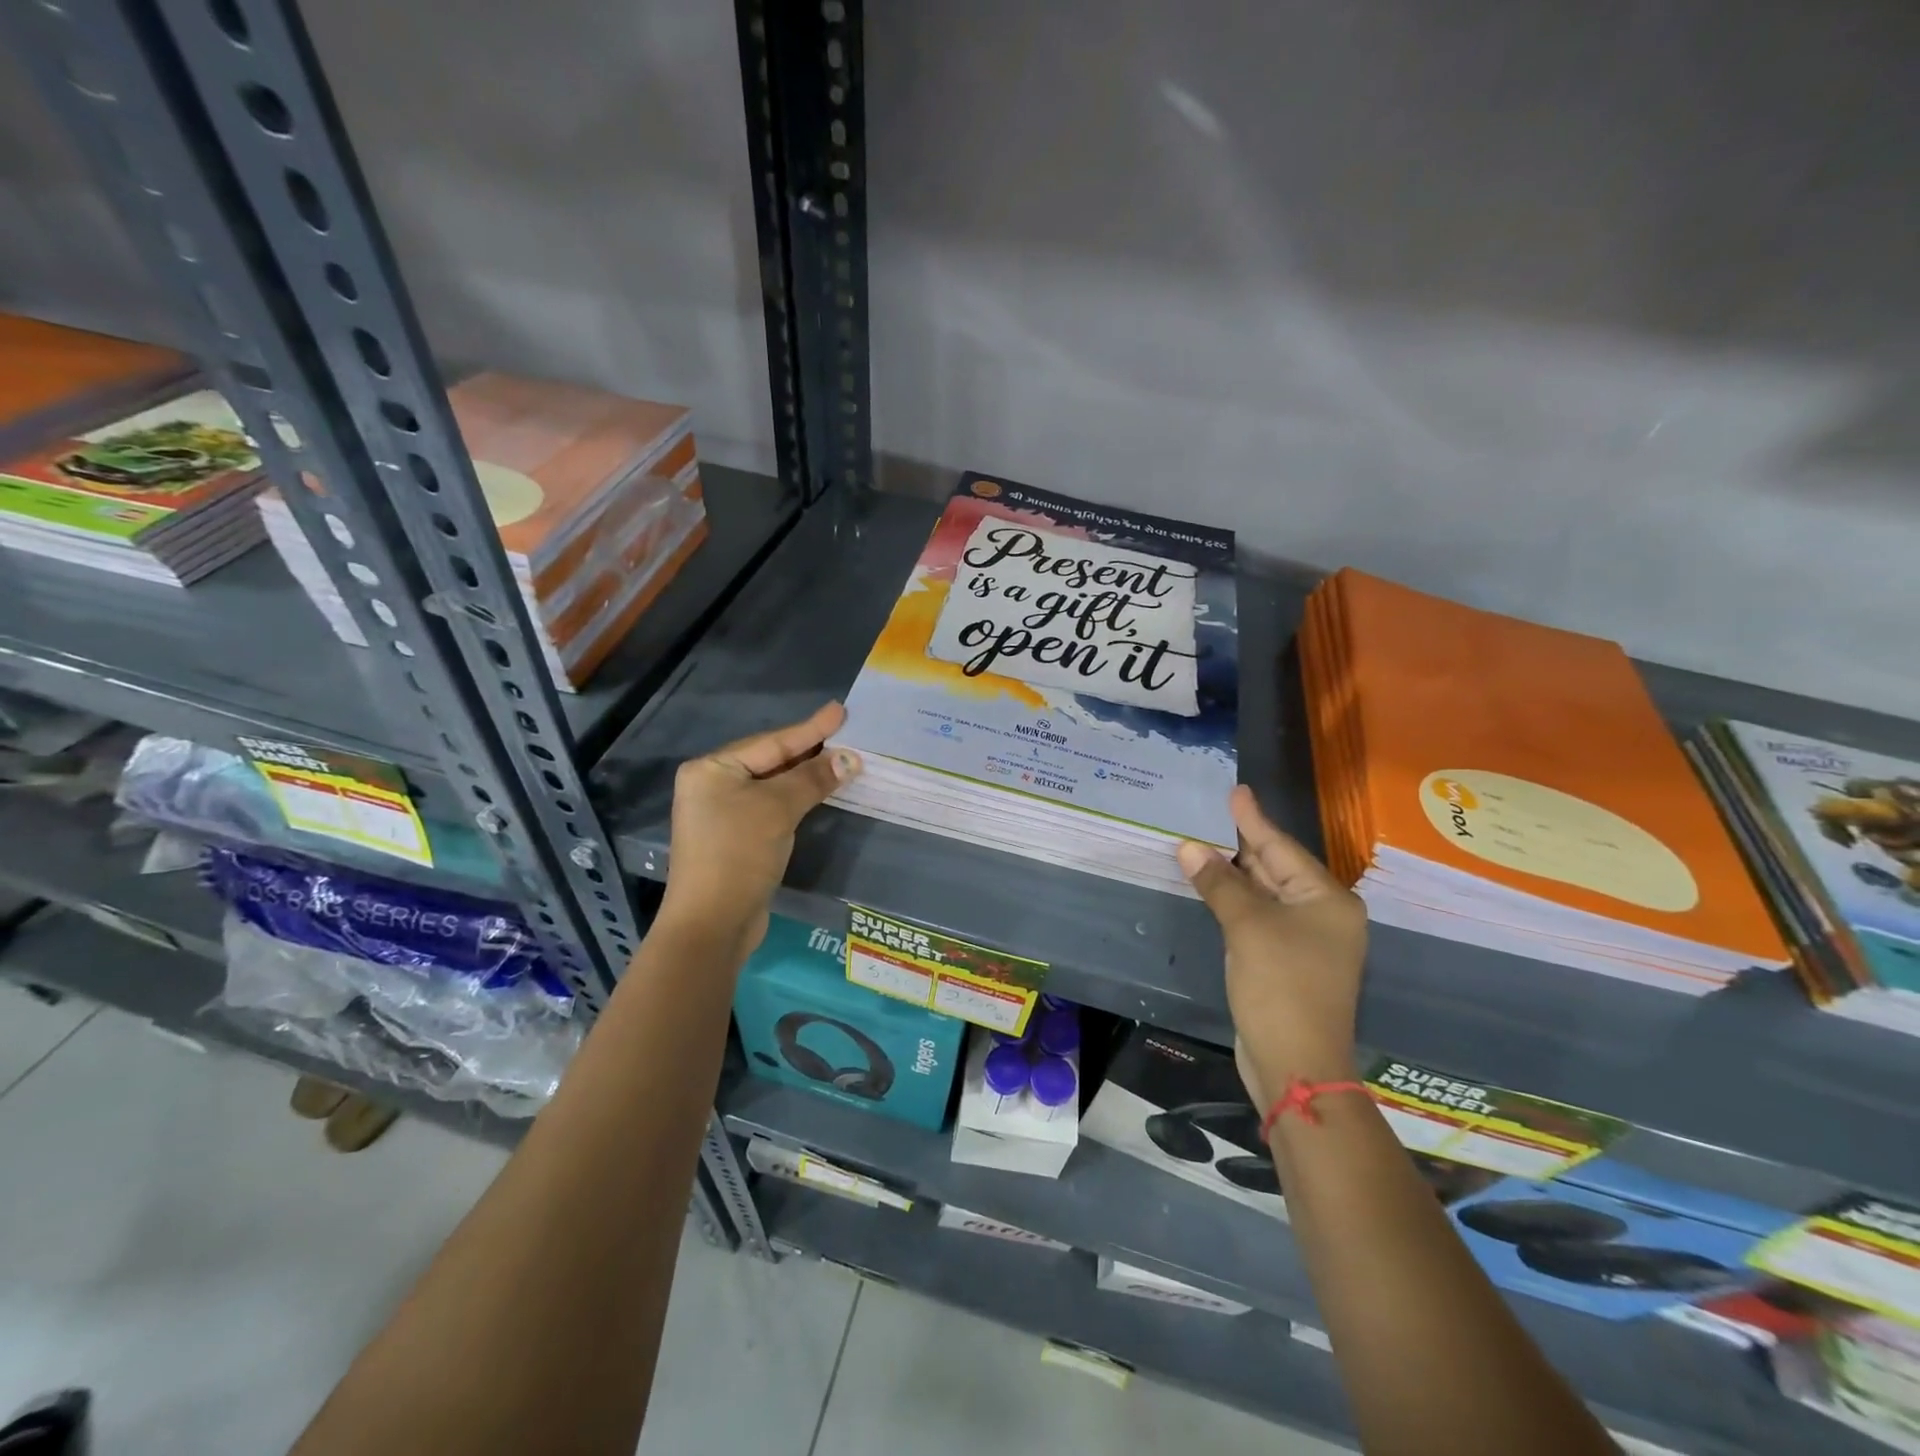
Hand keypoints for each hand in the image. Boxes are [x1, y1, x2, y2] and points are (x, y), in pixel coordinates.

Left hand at [661, 702, 860, 957]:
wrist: (712, 923)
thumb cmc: (738, 854)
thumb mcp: (777, 809)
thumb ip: (813, 779)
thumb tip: (850, 758)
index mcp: (712, 769)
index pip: (771, 742)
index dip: (810, 728)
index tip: (840, 711)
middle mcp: (712, 786)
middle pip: (770, 760)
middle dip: (809, 750)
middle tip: (846, 733)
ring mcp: (723, 814)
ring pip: (773, 785)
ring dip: (806, 775)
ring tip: (841, 758)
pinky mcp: (737, 839)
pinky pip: (772, 807)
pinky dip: (797, 798)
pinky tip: (820, 792)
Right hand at [1177, 785, 1366, 1097]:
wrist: (1296, 1064)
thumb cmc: (1281, 987)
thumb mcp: (1247, 927)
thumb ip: (1219, 883)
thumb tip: (1190, 847)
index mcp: (1327, 900)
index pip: (1281, 848)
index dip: (1253, 819)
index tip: (1236, 790)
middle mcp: (1323, 914)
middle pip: (1276, 868)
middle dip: (1242, 843)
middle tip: (1213, 812)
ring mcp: (1306, 940)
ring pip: (1266, 893)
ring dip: (1235, 872)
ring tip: (1206, 840)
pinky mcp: (1287, 961)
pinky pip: (1259, 916)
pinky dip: (1236, 899)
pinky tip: (1214, 885)